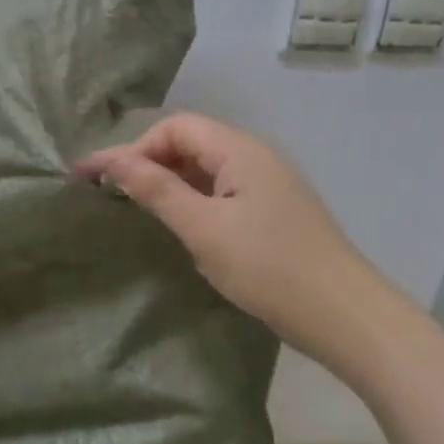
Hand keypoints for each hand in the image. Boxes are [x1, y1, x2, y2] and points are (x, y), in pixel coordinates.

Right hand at [77, 112, 361, 348]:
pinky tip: (178, 222)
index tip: (97, 178)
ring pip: (206, 169)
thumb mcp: (204, 229)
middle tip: (107, 190)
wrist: (345, 316)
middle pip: (190, 143)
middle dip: (146, 161)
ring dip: (167, 180)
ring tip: (133, 203)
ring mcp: (268, 185)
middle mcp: (255, 157)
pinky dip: (191, 199)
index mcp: (240, 150)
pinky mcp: (273, 212)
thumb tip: (112, 161)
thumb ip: (157, 190)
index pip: (175, 128)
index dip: (133, 148)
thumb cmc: (269, 268)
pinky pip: (222, 191)